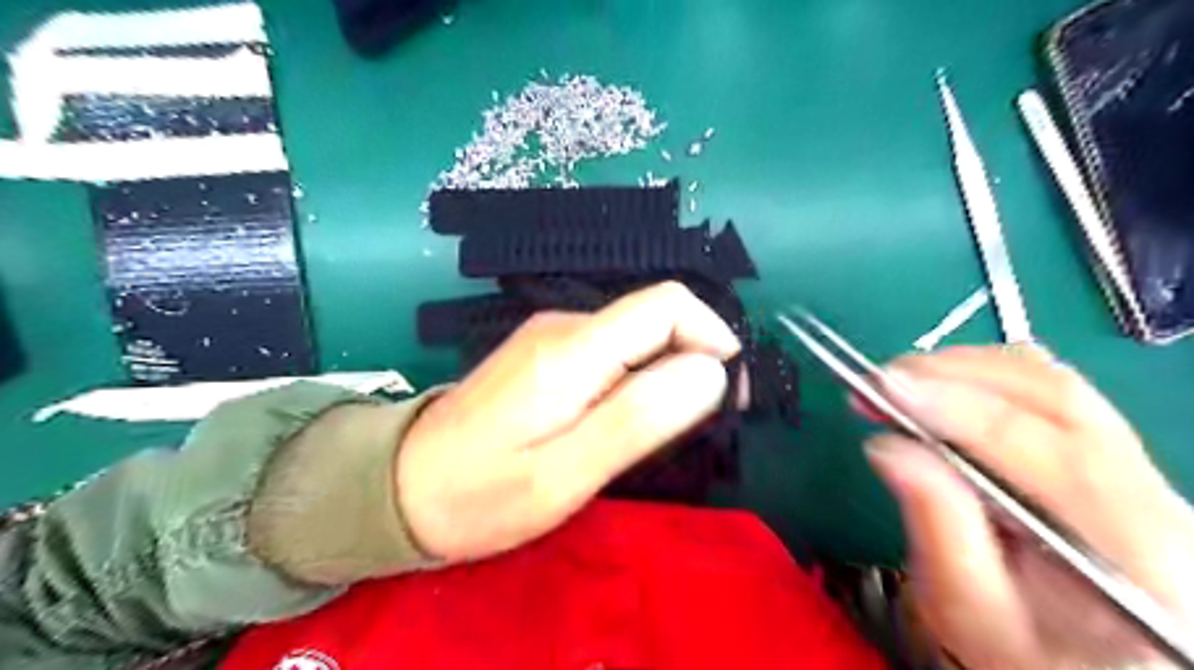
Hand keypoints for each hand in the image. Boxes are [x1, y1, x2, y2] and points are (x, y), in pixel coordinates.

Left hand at [399, 282, 737, 565]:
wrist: (401, 486)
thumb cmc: (482, 494)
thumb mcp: (564, 474)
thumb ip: (638, 419)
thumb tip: (710, 372)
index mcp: (572, 349)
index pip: (667, 304)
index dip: (712, 337)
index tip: (726, 393)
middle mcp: (564, 326)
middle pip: (656, 316)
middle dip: (696, 358)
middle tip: (705, 422)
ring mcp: (552, 337)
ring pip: (637, 334)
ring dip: (669, 371)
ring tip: (668, 429)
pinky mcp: (546, 354)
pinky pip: (613, 350)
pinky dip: (640, 376)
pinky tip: (629, 418)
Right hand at [863, 346, 1193, 669]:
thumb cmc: (1027, 655)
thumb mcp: (970, 610)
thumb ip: (936, 525)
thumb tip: (885, 444)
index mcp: (1128, 546)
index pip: (1040, 446)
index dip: (956, 407)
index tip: (882, 388)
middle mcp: (1153, 493)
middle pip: (1053, 395)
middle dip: (952, 375)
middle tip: (878, 382)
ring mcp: (1140, 467)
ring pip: (1051, 381)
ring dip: (963, 369)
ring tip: (898, 384)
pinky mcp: (1110, 453)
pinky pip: (1047, 390)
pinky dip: (982, 376)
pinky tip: (940, 391)